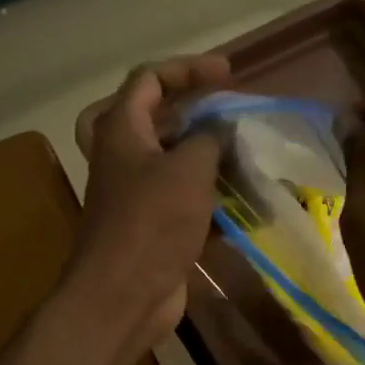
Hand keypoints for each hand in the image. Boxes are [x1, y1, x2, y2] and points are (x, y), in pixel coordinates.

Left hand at [64, 55, 230, 357]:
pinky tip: (241, 201)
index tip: (228, 74)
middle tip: (225, 113)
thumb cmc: (152, 222)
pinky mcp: (151, 226)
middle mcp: (122, 157)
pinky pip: (181, 199)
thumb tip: (220, 130)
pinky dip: (208, 197)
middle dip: (193, 112)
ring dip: (205, 157)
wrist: (124, 295)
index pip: (149, 79)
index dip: (187, 69)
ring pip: (170, 161)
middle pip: (154, 119)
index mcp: (120, 130)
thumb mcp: (188, 168)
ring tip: (244, 155)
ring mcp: (134, 194)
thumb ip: (209, 138)